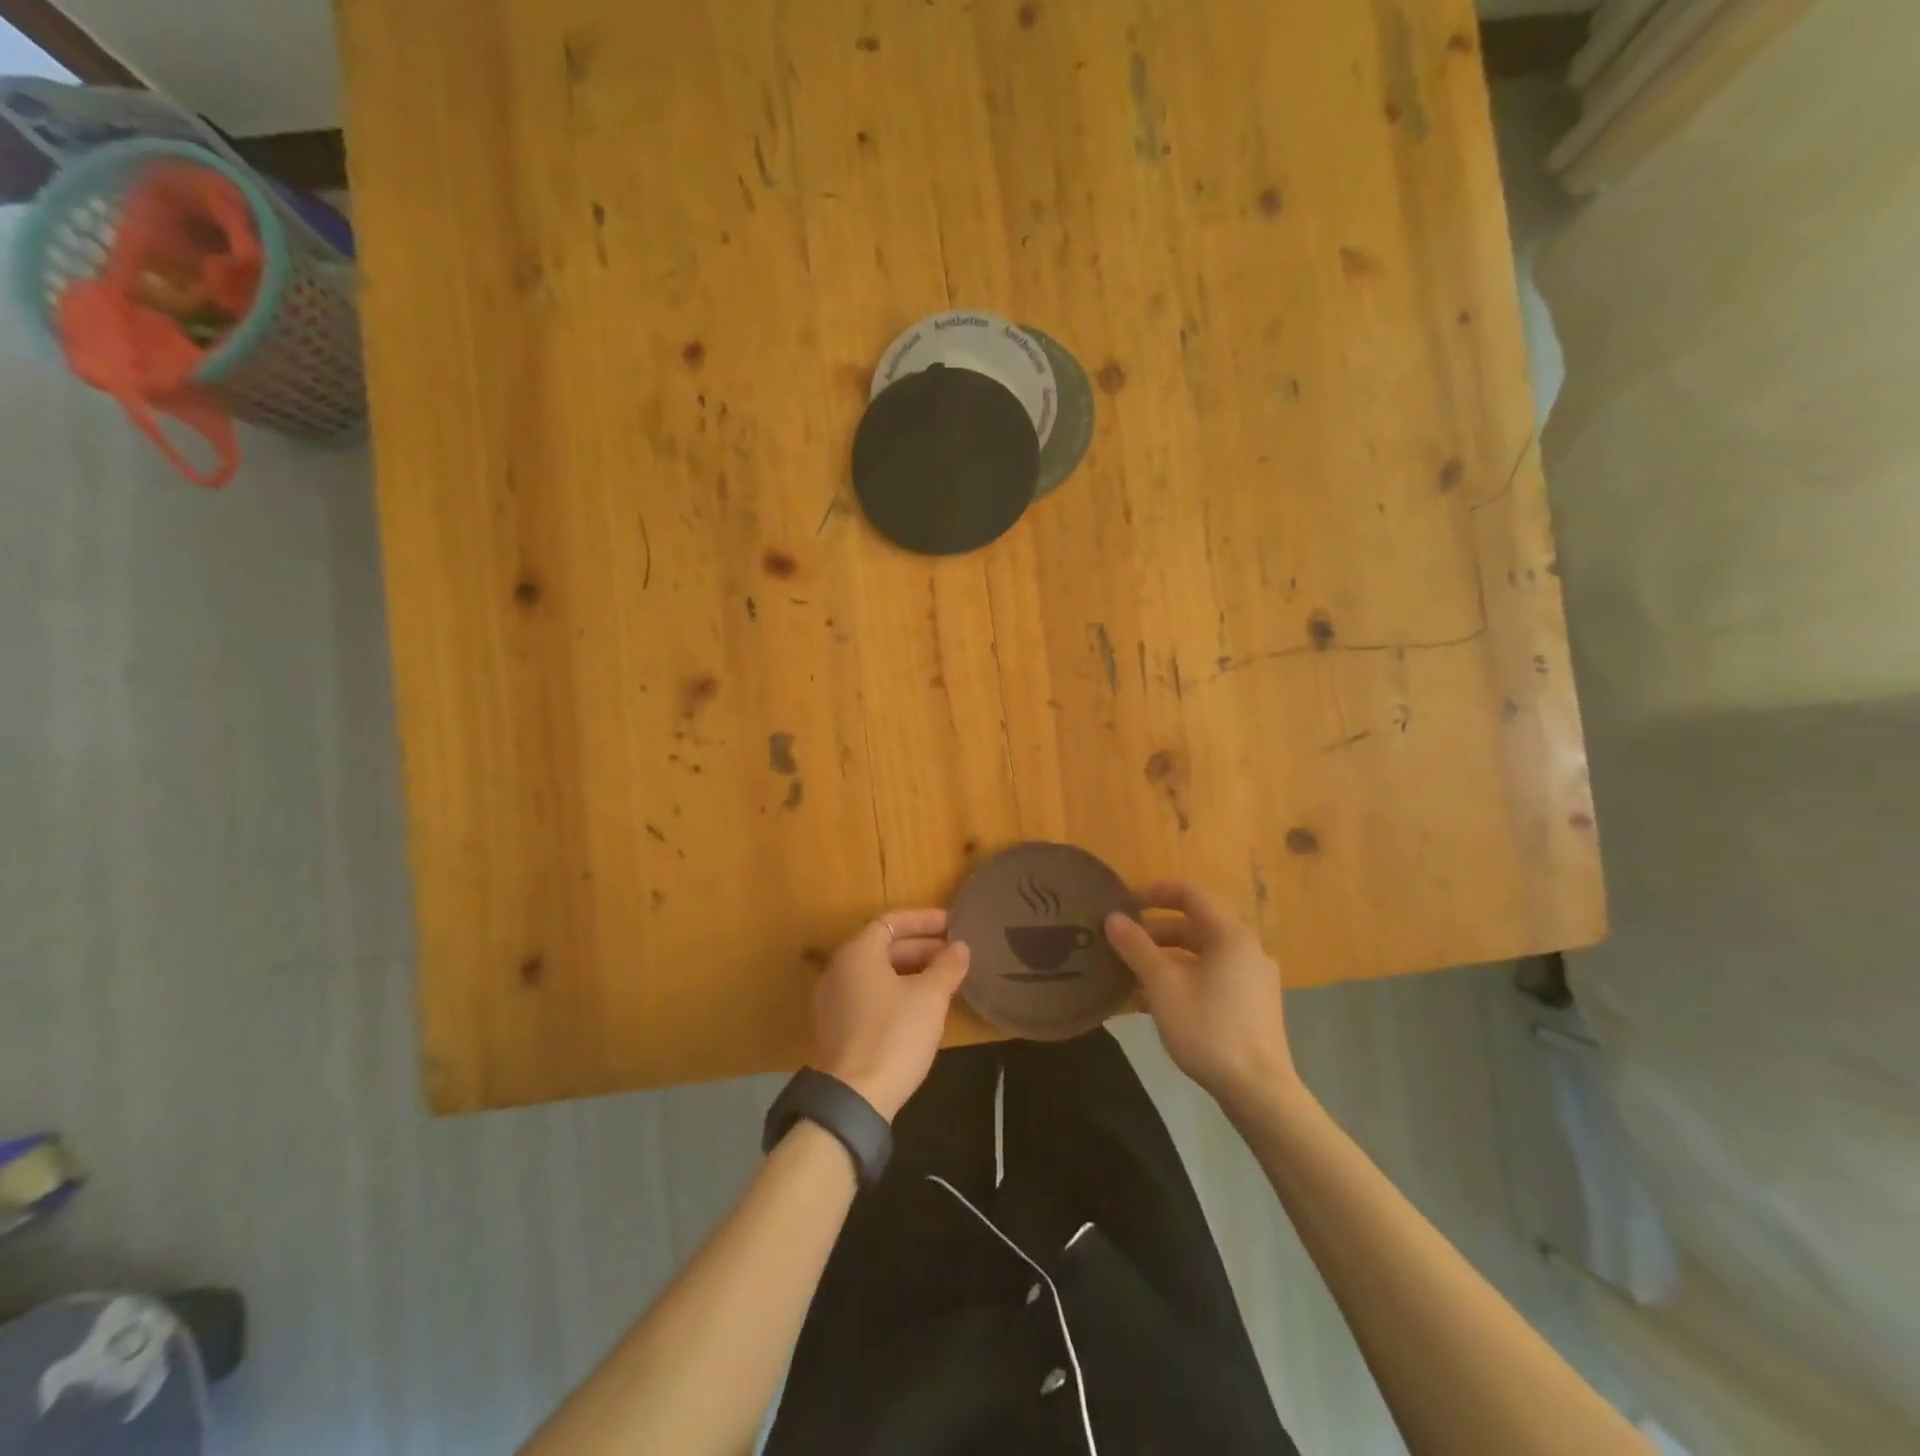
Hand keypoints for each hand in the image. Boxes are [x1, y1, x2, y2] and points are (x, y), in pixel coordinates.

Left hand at [812, 909, 969, 1121]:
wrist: (855, 1097)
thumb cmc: (894, 1035)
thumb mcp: (930, 997)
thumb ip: (947, 966)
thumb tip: (960, 947)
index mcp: (857, 952)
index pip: (892, 921)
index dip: (924, 920)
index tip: (953, 925)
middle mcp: (839, 969)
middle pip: (884, 946)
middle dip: (922, 947)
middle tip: (955, 954)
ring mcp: (834, 999)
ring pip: (878, 973)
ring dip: (911, 970)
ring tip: (945, 978)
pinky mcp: (837, 1026)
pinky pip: (870, 994)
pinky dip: (896, 991)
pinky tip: (922, 1006)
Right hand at [1105, 882, 1298, 1116]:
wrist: (1258, 1091)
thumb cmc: (1208, 1028)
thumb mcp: (1162, 985)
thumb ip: (1136, 947)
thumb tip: (1112, 918)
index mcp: (1230, 935)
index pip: (1191, 894)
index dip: (1156, 892)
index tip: (1126, 902)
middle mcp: (1247, 949)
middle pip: (1196, 925)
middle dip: (1156, 931)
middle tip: (1124, 942)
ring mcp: (1255, 978)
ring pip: (1203, 954)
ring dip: (1168, 958)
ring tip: (1133, 974)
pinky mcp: (1255, 1004)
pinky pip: (1214, 976)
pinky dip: (1185, 977)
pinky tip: (1157, 1001)